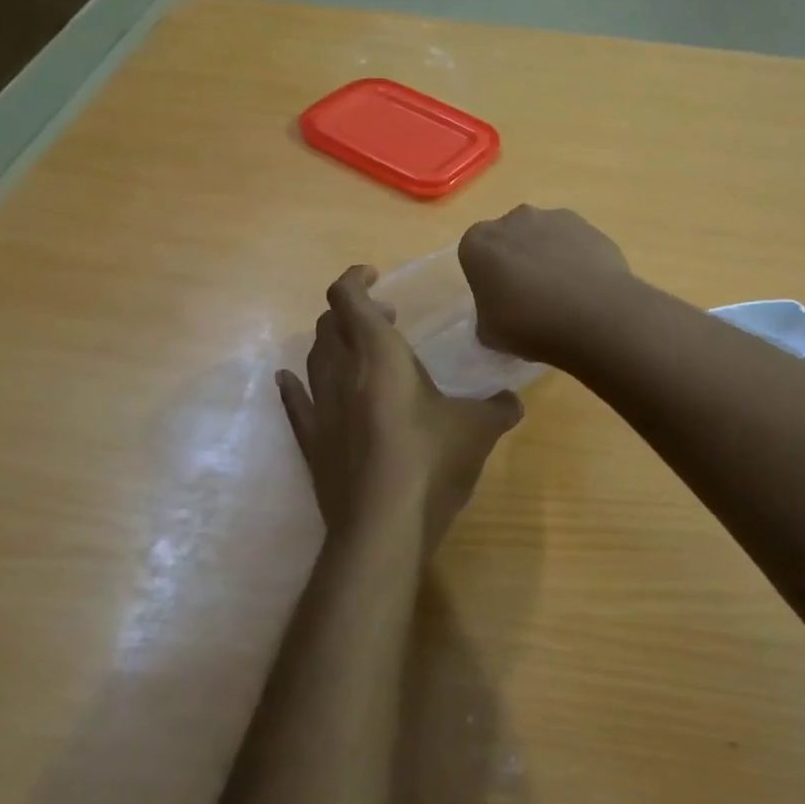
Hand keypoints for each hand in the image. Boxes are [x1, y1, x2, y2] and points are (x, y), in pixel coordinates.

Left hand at [278, 266, 523, 550]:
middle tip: (385, 320)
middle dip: (352, 312)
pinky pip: (296, 403)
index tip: (375, 275)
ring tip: (356, 350)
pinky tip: (292, 380)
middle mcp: (342, 374)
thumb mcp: (479, 430)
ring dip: (331, 344)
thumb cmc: (432, 463)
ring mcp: (321, 409)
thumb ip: (499, 408)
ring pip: (313, 359)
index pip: (349, 299)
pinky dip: (296, 385)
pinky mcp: (312, 444)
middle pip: (328, 325)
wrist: (384, 527)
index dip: (356, 279)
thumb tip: (513, 400)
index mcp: (379, 356)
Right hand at [458, 206, 632, 362]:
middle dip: (517, 262)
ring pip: (544, 238)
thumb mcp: (489, 334)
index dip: (488, 280)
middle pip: (510, 240)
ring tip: (565, 296)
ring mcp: (553, 218)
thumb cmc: (528, 325)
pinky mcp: (588, 226)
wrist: (593, 316)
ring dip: (548, 258)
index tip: (501, 303)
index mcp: (478, 243)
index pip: (475, 256)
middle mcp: (513, 219)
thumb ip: (487, 318)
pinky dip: (577, 259)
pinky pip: (575, 243)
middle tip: (531, 299)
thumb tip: (500, 314)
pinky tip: (587, 289)